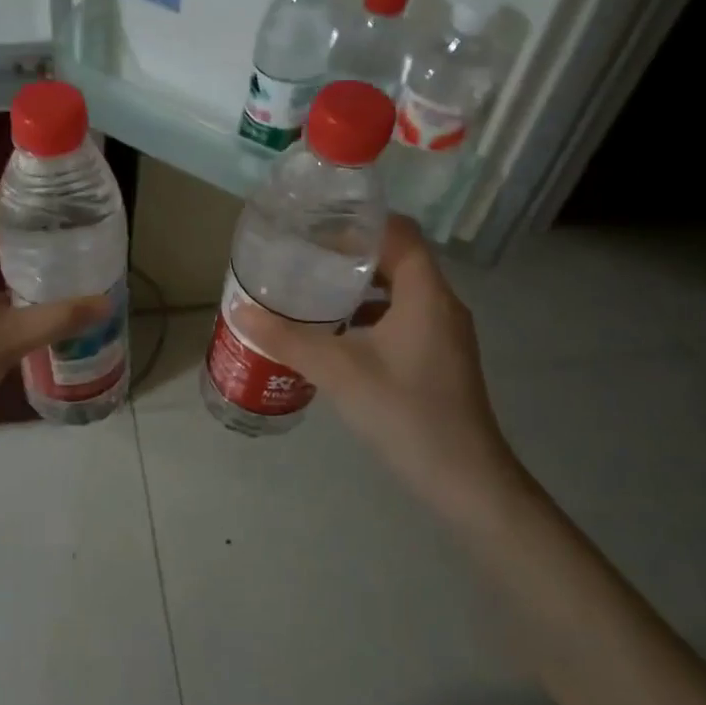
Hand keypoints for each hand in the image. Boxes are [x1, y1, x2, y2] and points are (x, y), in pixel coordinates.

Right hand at [233, 215, 519, 515]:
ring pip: (399, 292)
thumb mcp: (339, 372)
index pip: (400, 232)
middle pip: (397, 259)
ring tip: (313, 291)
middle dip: (351, 255)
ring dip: (359, 287)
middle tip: (305, 257)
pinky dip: (370, 317)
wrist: (465, 481)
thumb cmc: (406, 414)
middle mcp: (440, 305)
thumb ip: (288, 339)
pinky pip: (402, 319)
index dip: (360, 222)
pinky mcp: (439, 359)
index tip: (318, 226)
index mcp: (425, 294)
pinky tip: (336, 336)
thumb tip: (240, 311)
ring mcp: (443, 334)